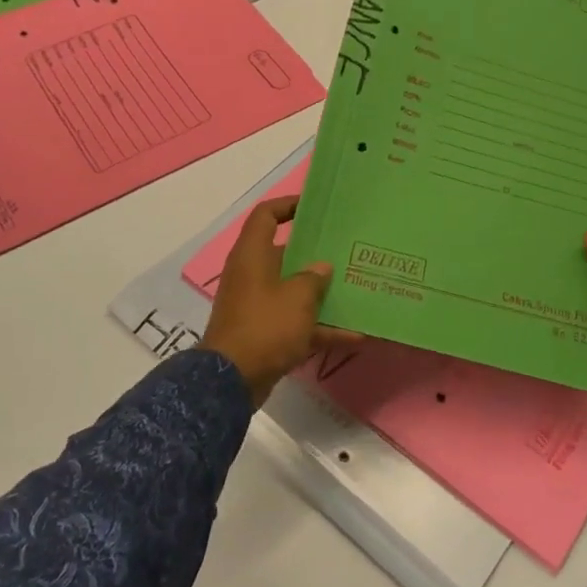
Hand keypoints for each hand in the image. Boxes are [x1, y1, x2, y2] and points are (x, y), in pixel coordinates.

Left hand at [205, 196, 351, 405]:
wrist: (231, 380)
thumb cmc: (265, 326)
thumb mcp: (297, 298)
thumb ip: (314, 278)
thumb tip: (321, 267)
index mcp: (253, 255)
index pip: (266, 215)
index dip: (288, 205)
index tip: (314, 207)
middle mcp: (252, 275)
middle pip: (285, 254)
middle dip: (315, 254)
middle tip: (345, 250)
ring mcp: (257, 305)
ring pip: (293, 291)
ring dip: (321, 294)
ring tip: (355, 289)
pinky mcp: (264, 333)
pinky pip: (296, 323)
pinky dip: (321, 328)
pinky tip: (355, 335)